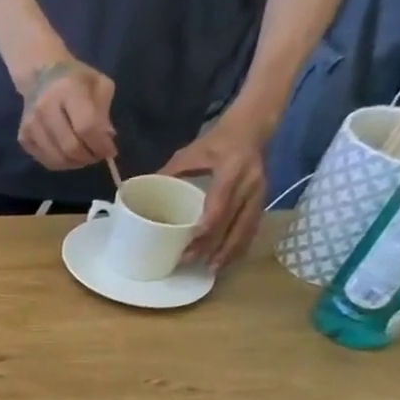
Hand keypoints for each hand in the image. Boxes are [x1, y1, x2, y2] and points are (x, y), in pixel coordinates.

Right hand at [16, 57, 115, 173]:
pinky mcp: (23, 137)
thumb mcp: (99, 85)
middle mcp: (45, 108)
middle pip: (70, 146)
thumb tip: (106, 139)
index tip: (110, 151)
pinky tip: (69, 155)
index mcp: (68, 89)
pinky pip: (45, 160)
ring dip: (75, 163)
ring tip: (85, 157)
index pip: (86, 126)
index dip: (100, 143)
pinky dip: (61, 163)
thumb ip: (104, 112)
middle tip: (97, 156)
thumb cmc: (76, 79)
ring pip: (57, 158)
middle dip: (88, 156)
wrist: (41, 76)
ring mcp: (31, 125)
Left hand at [163, 111, 268, 268]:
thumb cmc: (215, 142)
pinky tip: (226, 261)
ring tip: (211, 270)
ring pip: (246, 228)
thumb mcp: (190, 153)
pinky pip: (252, 228)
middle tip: (190, 262)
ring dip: (229, 251)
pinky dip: (239, 246)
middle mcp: (250, 183)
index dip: (209, 222)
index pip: (221, 201)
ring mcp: (259, 193)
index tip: (193, 240)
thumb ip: (168, 173)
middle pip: (233, 220)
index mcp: (232, 169)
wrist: (252, 129)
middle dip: (213, 244)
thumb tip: (137, 193)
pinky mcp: (262, 201)